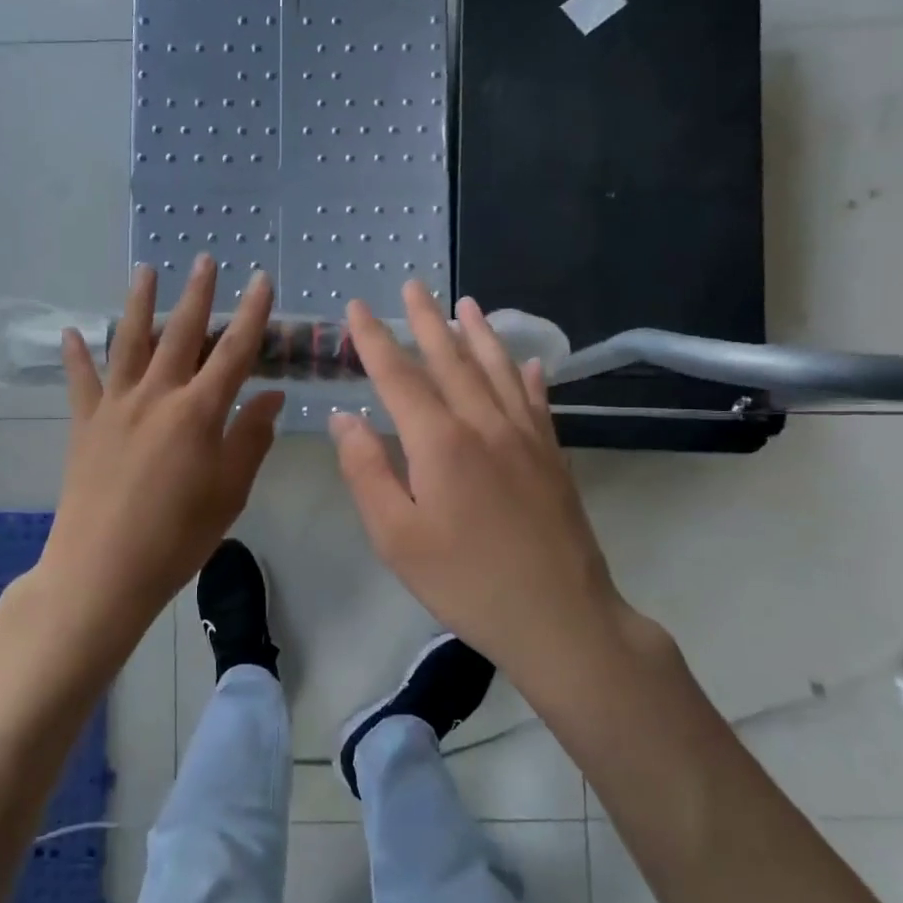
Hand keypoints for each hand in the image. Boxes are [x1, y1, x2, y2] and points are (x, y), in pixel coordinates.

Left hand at [31, 256, 285, 660]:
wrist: (102, 570)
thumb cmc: (177, 537)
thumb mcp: (230, 492)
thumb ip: (251, 438)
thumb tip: (272, 395)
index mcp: (198, 412)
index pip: (234, 352)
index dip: (251, 314)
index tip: (261, 280)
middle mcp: (156, 396)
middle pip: (181, 334)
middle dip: (197, 294)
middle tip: (204, 259)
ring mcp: (115, 407)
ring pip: (129, 343)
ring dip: (139, 303)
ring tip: (145, 270)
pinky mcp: (84, 425)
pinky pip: (81, 381)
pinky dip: (77, 355)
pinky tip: (73, 331)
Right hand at [330, 281, 637, 679]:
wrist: (558, 617)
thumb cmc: (465, 580)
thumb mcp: (396, 536)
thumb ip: (366, 471)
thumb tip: (344, 418)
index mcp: (440, 441)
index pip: (399, 376)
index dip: (374, 340)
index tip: (358, 307)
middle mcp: (484, 423)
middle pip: (451, 360)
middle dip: (427, 320)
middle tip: (413, 286)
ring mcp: (525, 436)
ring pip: (498, 370)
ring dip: (479, 334)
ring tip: (467, 304)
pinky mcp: (552, 456)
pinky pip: (537, 402)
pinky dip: (529, 377)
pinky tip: (529, 363)